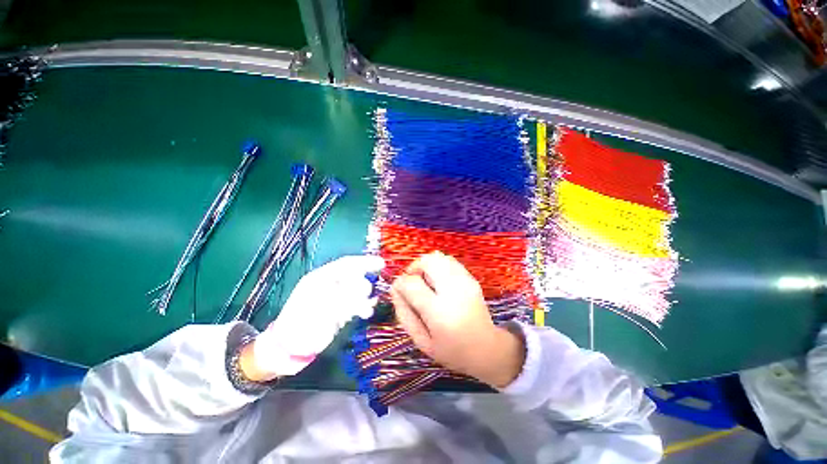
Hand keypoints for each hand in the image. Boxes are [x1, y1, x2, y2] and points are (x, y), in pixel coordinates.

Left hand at [247, 255, 383, 379]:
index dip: (365, 262)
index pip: (346, 264)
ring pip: (357, 291)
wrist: (291, 346)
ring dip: (364, 298)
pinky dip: (363, 307)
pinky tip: (366, 312)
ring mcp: (336, 297)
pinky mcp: (340, 310)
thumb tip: (363, 289)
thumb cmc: (300, 322)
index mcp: (321, 277)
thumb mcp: (320, 306)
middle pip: (354, 277)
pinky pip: (357, 303)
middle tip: (365, 295)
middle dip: (362, 285)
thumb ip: (343, 295)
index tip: (381, 263)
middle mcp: (330, 284)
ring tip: (364, 309)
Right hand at [390, 251, 524, 387]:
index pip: (412, 284)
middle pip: (428, 261)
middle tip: (413, 281)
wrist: (487, 348)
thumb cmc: (451, 350)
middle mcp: (453, 291)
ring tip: (426, 281)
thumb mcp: (421, 341)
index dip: (400, 283)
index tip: (400, 290)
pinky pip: (449, 261)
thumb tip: (395, 289)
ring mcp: (465, 282)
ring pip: (439, 257)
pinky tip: (439, 280)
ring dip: (427, 265)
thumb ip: (404, 314)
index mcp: (439, 312)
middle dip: (414, 267)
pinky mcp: (471, 278)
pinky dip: (439, 265)